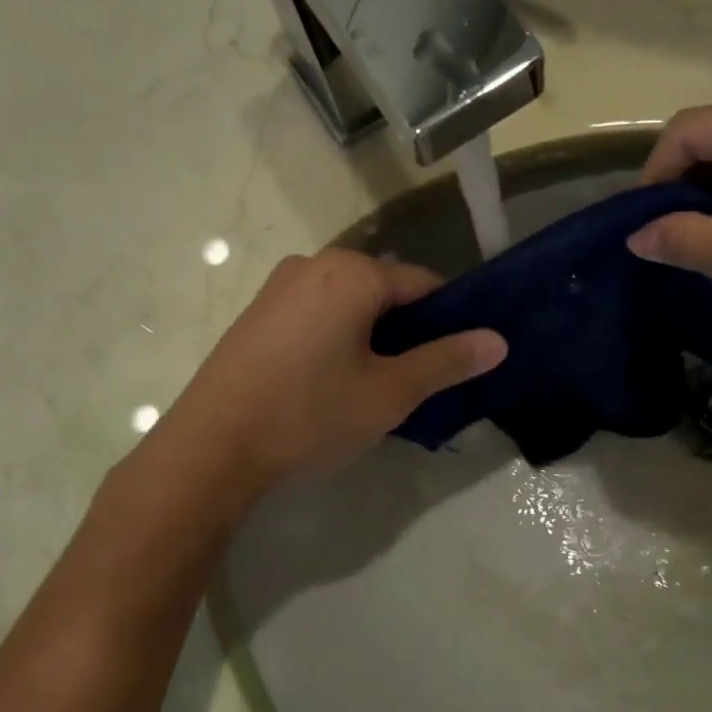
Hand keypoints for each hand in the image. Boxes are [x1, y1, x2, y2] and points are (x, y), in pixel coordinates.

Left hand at [159, 248, 504, 495]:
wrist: (213, 447)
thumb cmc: (310, 414)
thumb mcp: (390, 393)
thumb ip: (446, 362)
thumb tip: (498, 341)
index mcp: (352, 273)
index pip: (425, 284)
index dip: (450, 321)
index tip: (457, 363)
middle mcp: (314, 264)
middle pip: (386, 292)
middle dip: (408, 333)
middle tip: (415, 385)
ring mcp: (278, 288)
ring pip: (350, 307)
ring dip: (373, 340)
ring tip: (374, 390)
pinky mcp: (257, 315)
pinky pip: (317, 317)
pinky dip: (338, 342)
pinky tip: (331, 385)